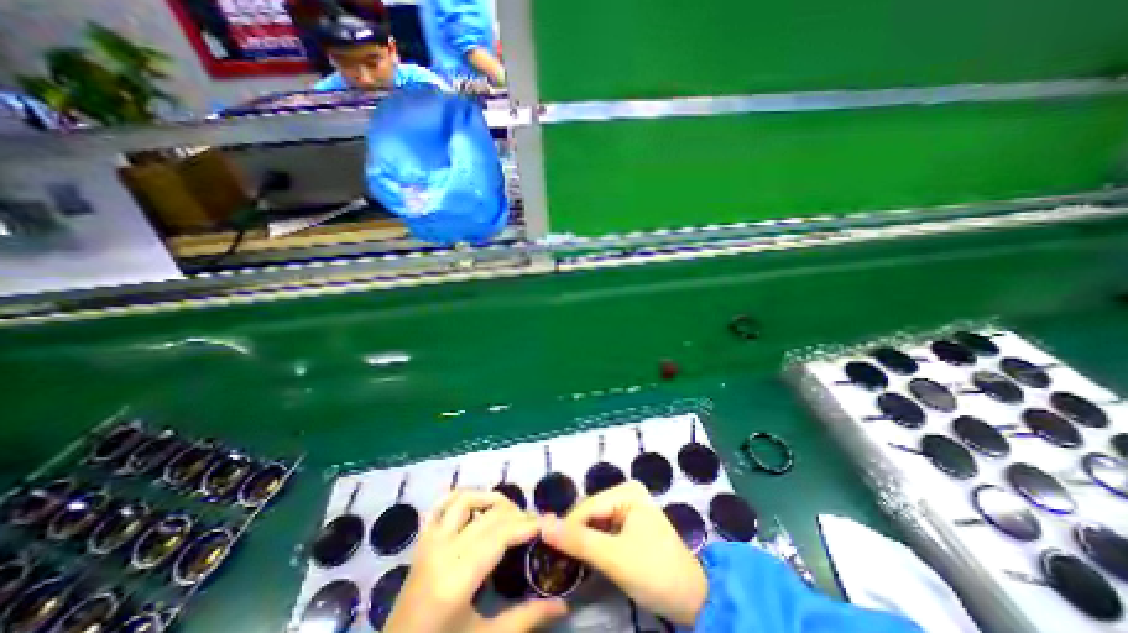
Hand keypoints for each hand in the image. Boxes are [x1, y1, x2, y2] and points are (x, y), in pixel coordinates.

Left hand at [388, 489, 569, 632]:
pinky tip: (476, 505)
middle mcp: (442, 551)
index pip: (501, 534)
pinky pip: (440, 505)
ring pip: (465, 499)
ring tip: (509, 513)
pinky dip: (461, 497)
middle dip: (517, 514)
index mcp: (457, 578)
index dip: (528, 525)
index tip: (548, 524)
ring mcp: (428, 543)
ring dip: (491, 499)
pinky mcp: (421, 542)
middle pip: (489, 515)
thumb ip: (525, 618)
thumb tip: (563, 604)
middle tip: (534, 524)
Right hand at [536, 481, 701, 624]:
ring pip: (595, 523)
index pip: (587, 507)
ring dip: (583, 542)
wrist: (694, 601)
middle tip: (557, 560)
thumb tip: (543, 525)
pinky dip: (594, 546)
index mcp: (627, 491)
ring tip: (568, 562)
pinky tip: (586, 560)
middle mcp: (627, 493)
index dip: (567, 528)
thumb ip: (578, 541)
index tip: (547, 551)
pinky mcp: (631, 525)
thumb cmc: (655, 573)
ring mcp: (630, 508)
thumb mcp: (614, 558)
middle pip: (591, 513)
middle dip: (575, 535)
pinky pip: (605, 531)